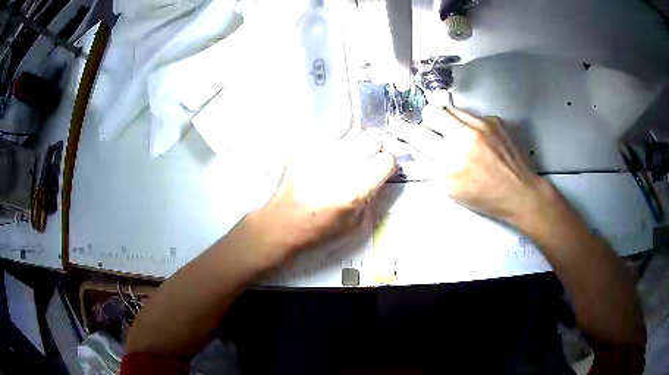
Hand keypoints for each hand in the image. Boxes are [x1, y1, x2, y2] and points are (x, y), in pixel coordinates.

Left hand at [252, 129, 396, 260]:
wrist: (284, 222)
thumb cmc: (320, 228)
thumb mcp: (355, 222)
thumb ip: (372, 195)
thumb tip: (379, 174)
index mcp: (355, 188)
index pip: (387, 158)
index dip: (387, 164)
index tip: (381, 169)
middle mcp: (340, 165)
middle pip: (372, 136)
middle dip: (373, 148)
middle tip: (365, 160)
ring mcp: (320, 153)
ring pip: (349, 138)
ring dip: (349, 151)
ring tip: (335, 168)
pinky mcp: (304, 147)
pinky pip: (327, 142)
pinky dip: (329, 152)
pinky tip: (319, 168)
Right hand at [389, 105, 549, 224]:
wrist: (520, 191)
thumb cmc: (484, 197)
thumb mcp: (450, 189)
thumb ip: (428, 165)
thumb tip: (413, 146)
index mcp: (451, 158)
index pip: (417, 134)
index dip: (403, 129)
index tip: (397, 127)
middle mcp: (465, 135)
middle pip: (433, 112)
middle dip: (427, 122)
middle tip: (431, 134)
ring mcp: (482, 124)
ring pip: (451, 109)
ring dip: (446, 120)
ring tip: (453, 136)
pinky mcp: (494, 120)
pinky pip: (470, 114)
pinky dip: (466, 124)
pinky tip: (475, 139)